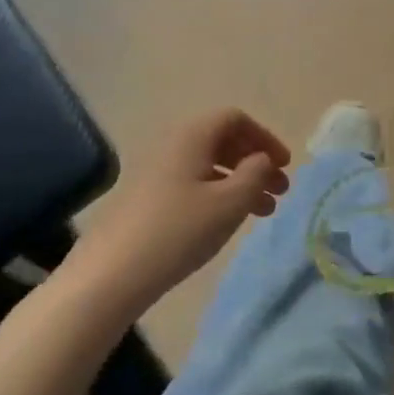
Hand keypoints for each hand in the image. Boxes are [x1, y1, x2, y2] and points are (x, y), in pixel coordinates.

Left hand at [73, 109, 291, 307]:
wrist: (109, 275)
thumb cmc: (178, 231)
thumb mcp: (230, 202)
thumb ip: (256, 174)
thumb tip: (262, 159)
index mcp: (192, 136)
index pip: (235, 119)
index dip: (265, 138)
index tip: (284, 165)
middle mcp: (173, 145)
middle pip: (223, 141)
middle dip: (256, 162)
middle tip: (279, 191)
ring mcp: (156, 173)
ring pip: (210, 166)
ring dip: (241, 182)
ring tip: (264, 212)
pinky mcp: (147, 199)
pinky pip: (193, 184)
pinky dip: (219, 195)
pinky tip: (228, 222)